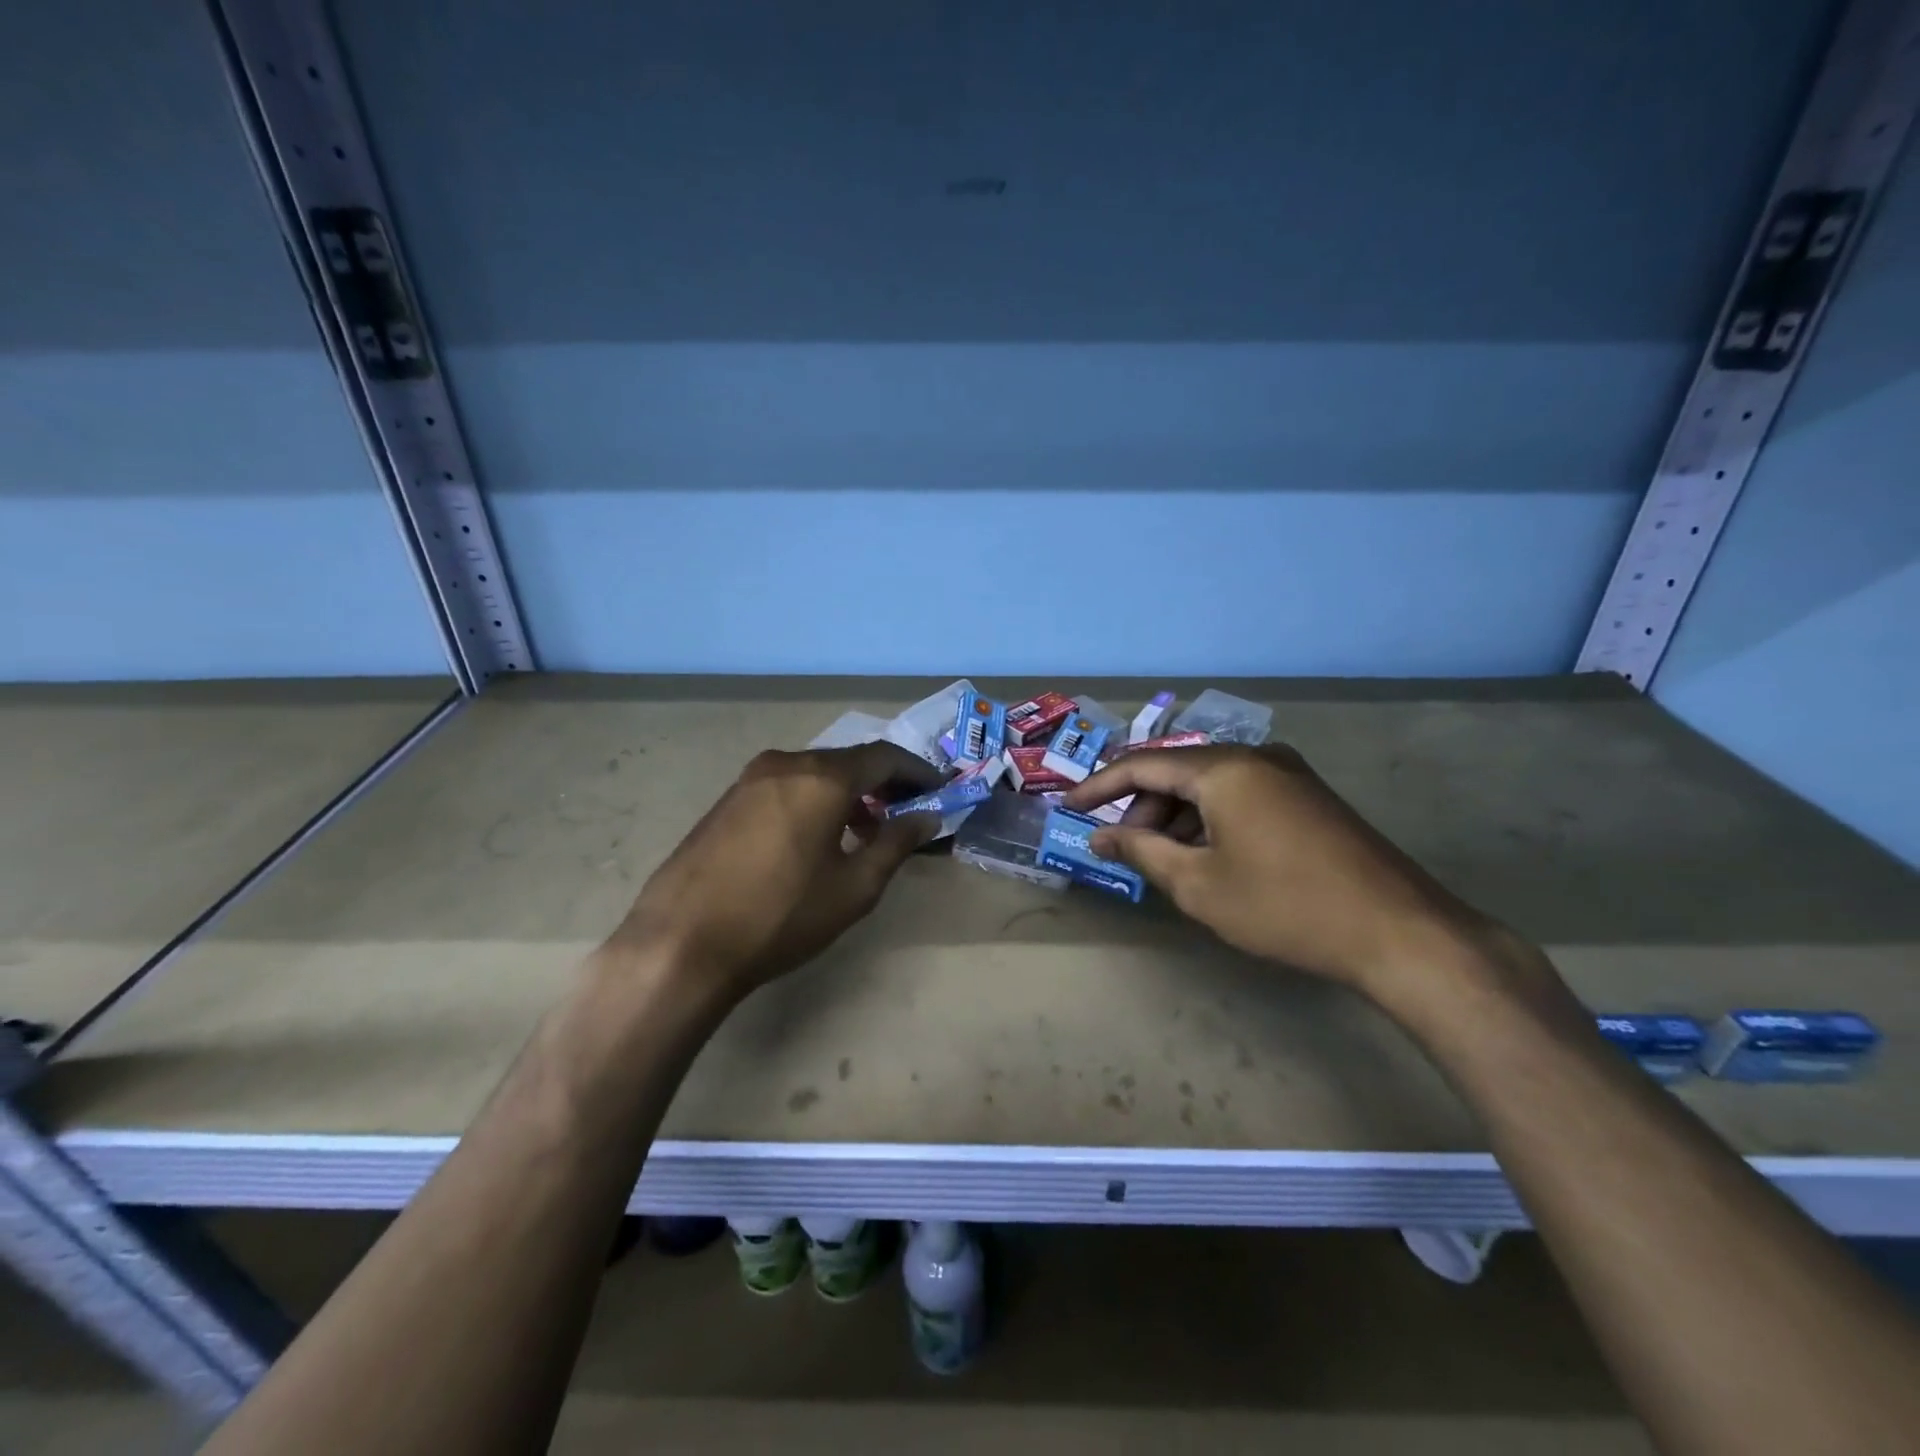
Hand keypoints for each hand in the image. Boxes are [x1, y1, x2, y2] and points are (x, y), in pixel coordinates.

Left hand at [612, 742, 942, 993]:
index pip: (885, 756)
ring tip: (864, 831)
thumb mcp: (854, 887)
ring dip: (848, 793)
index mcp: (822, 777)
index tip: (939, 791)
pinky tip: (817, 837)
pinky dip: (814, 800)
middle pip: (848, 761)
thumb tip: (926, 817)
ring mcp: (749, 779)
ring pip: (815, 773)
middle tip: (906, 812)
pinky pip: (786, 786)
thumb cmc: (781, 915)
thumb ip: (896, 844)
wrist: (682, 942)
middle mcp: (786, 763)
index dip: (918, 772)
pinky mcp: (727, 800)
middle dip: (883, 783)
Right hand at [1064, 745, 1491, 995]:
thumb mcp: (1199, 885)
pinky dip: (1210, 819)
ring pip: (1210, 784)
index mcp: (1224, 769)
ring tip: (1163, 860)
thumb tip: (1100, 836)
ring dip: (1176, 816)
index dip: (1099, 786)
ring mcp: (1288, 775)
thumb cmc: (1285, 907)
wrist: (1400, 933)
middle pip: (1178, 772)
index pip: (1142, 765)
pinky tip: (1207, 856)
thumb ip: (1141, 852)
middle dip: (1141, 808)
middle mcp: (1256, 757)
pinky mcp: (1309, 797)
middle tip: (1122, 849)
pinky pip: (1241, 795)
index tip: (1068, 808)